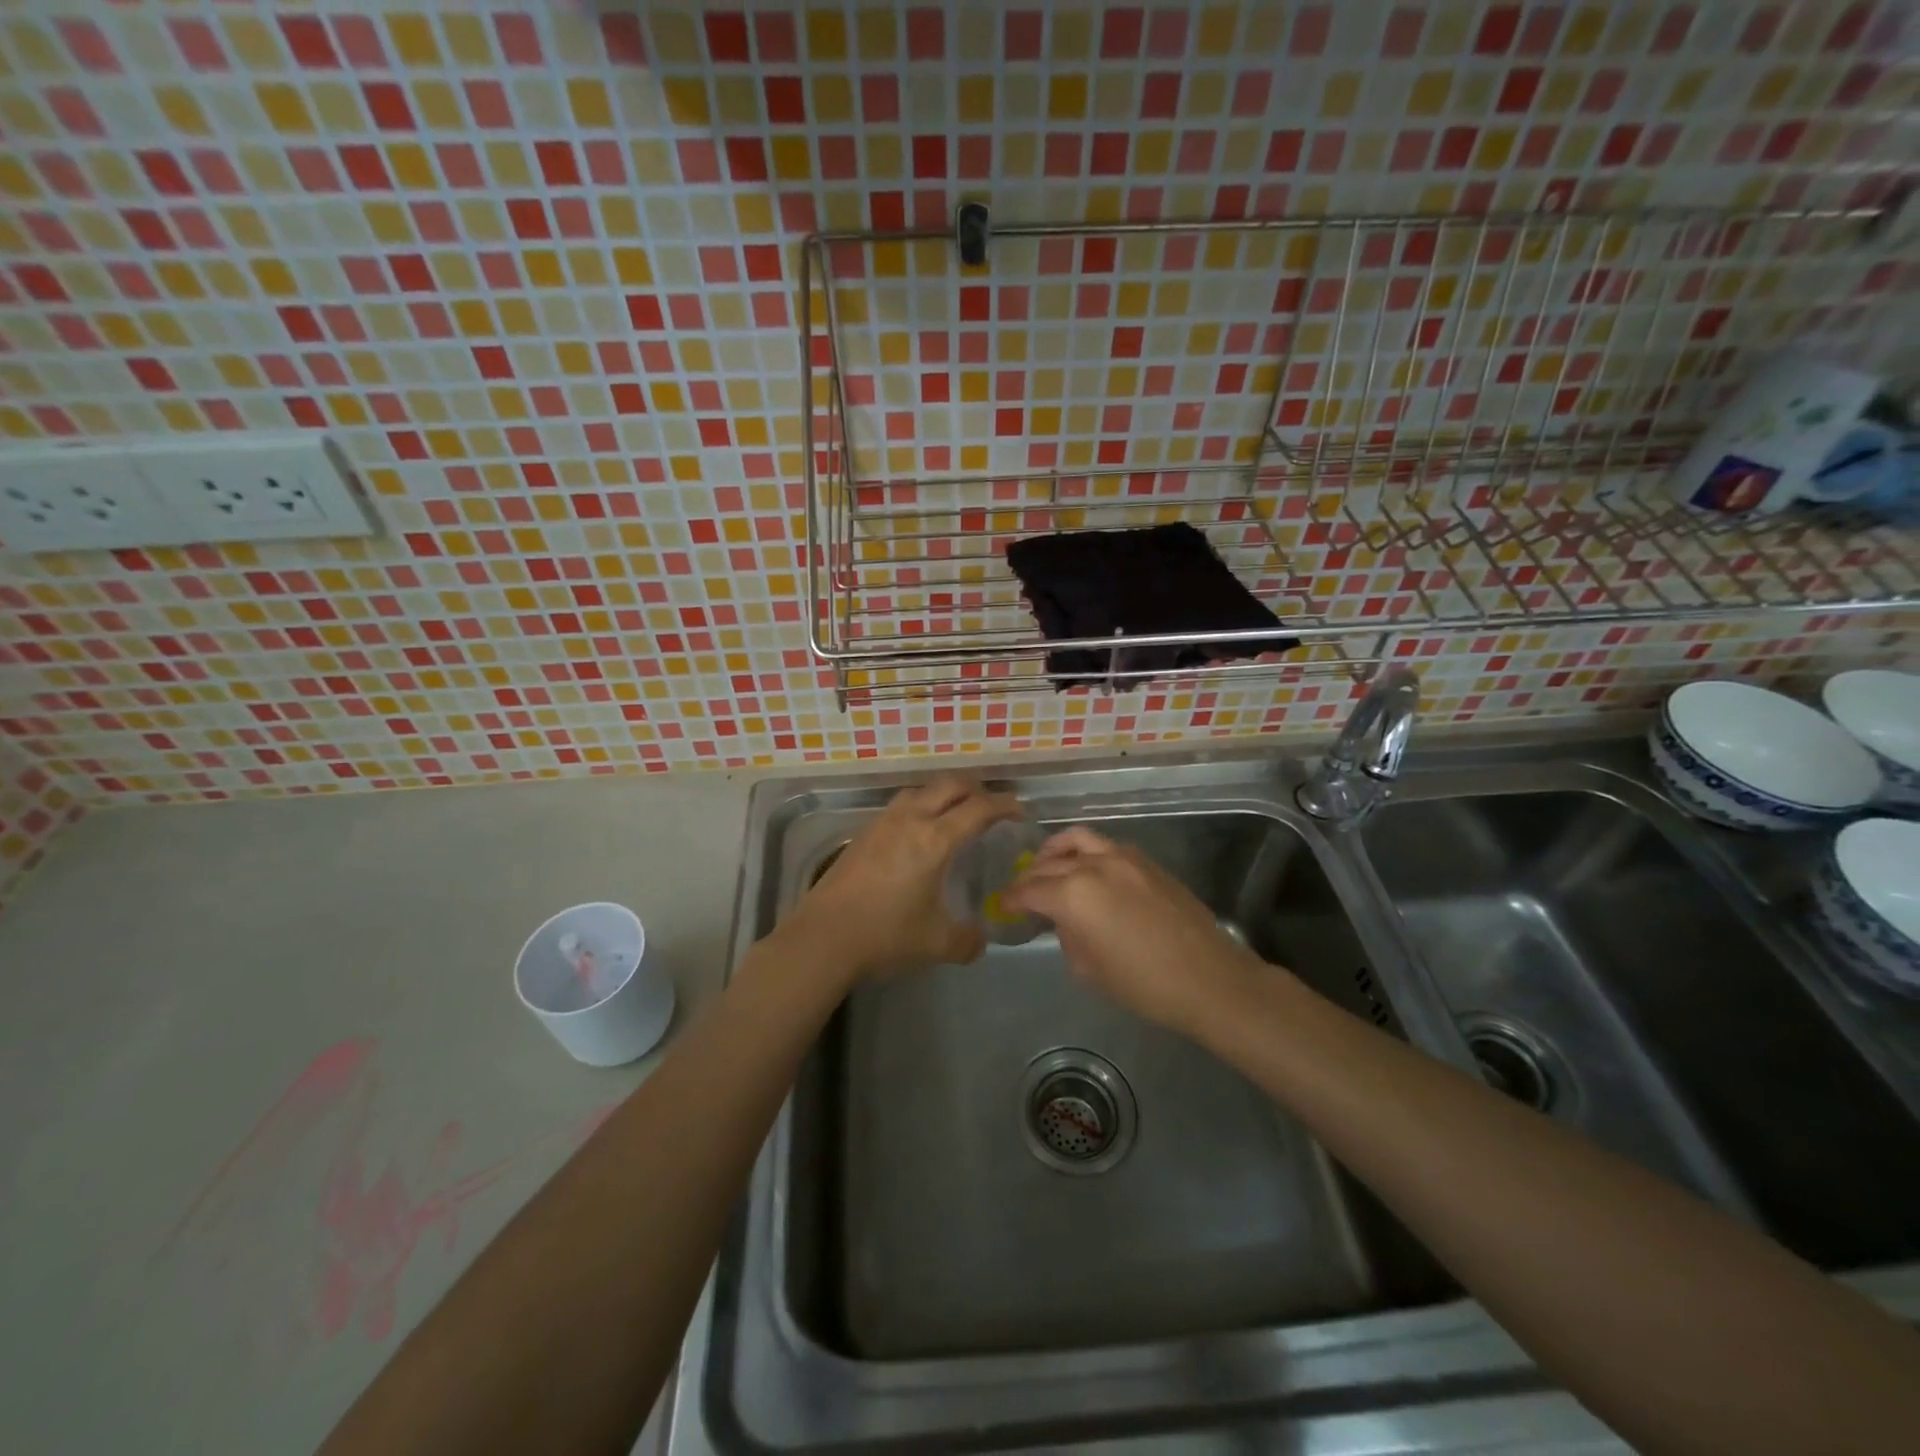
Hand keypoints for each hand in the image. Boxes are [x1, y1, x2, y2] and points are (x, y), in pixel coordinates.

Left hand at [786, 775, 1020, 981]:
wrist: (823, 937)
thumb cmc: (885, 936)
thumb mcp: (936, 944)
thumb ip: (967, 940)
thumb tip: (980, 938)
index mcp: (935, 840)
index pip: (978, 808)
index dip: (1004, 805)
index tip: (1019, 811)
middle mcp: (910, 821)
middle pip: (949, 786)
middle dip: (976, 789)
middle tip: (991, 806)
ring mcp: (882, 823)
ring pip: (920, 790)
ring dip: (944, 793)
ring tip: (955, 812)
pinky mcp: (863, 834)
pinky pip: (900, 805)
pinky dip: (920, 806)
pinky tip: (917, 831)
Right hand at [1005, 826, 1261, 1034]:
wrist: (1209, 978)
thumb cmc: (1144, 984)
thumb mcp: (1088, 969)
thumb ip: (1066, 935)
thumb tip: (1062, 918)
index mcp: (1074, 895)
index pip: (1029, 889)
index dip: (1012, 898)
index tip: (1002, 904)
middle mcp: (1093, 866)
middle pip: (1048, 863)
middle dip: (1029, 877)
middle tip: (1021, 891)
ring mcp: (1123, 857)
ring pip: (1077, 840)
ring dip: (1055, 851)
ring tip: (1047, 864)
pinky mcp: (1146, 861)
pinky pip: (1105, 846)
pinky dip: (1086, 853)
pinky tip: (1086, 871)